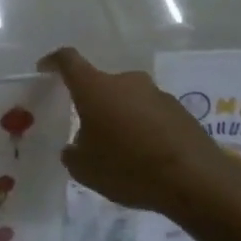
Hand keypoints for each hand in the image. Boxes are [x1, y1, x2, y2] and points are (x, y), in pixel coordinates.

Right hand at [40, 47, 240, 216]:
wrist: (195, 179)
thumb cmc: (128, 168)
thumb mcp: (84, 169)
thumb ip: (73, 152)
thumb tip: (76, 146)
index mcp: (95, 88)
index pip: (68, 60)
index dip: (53, 62)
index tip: (45, 69)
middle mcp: (125, 81)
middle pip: (101, 85)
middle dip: (92, 104)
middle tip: (88, 132)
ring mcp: (155, 93)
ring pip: (127, 100)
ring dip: (120, 117)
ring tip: (120, 150)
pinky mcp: (179, 110)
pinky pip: (150, 114)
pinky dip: (143, 128)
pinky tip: (145, 157)